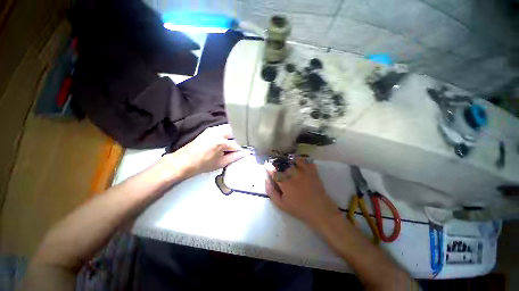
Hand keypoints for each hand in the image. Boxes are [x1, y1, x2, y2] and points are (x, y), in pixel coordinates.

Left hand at [163, 124, 245, 177]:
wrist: (183, 161)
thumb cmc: (202, 165)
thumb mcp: (221, 163)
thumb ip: (235, 157)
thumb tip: (245, 153)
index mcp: (220, 142)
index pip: (237, 144)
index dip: (243, 148)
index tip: (246, 151)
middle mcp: (218, 132)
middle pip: (235, 131)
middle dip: (240, 138)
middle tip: (243, 145)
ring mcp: (213, 129)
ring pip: (230, 128)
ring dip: (235, 135)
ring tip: (236, 143)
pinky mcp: (209, 129)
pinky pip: (223, 129)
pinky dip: (228, 133)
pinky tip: (229, 140)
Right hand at [265, 157, 341, 229]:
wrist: (320, 210)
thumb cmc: (298, 208)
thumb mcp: (281, 204)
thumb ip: (271, 191)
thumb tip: (266, 179)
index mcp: (285, 182)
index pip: (274, 171)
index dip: (269, 167)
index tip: (267, 165)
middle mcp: (294, 174)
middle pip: (283, 165)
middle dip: (279, 166)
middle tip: (279, 169)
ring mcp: (304, 171)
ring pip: (293, 160)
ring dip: (289, 161)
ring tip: (289, 165)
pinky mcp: (313, 171)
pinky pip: (305, 161)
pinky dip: (301, 161)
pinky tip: (299, 165)